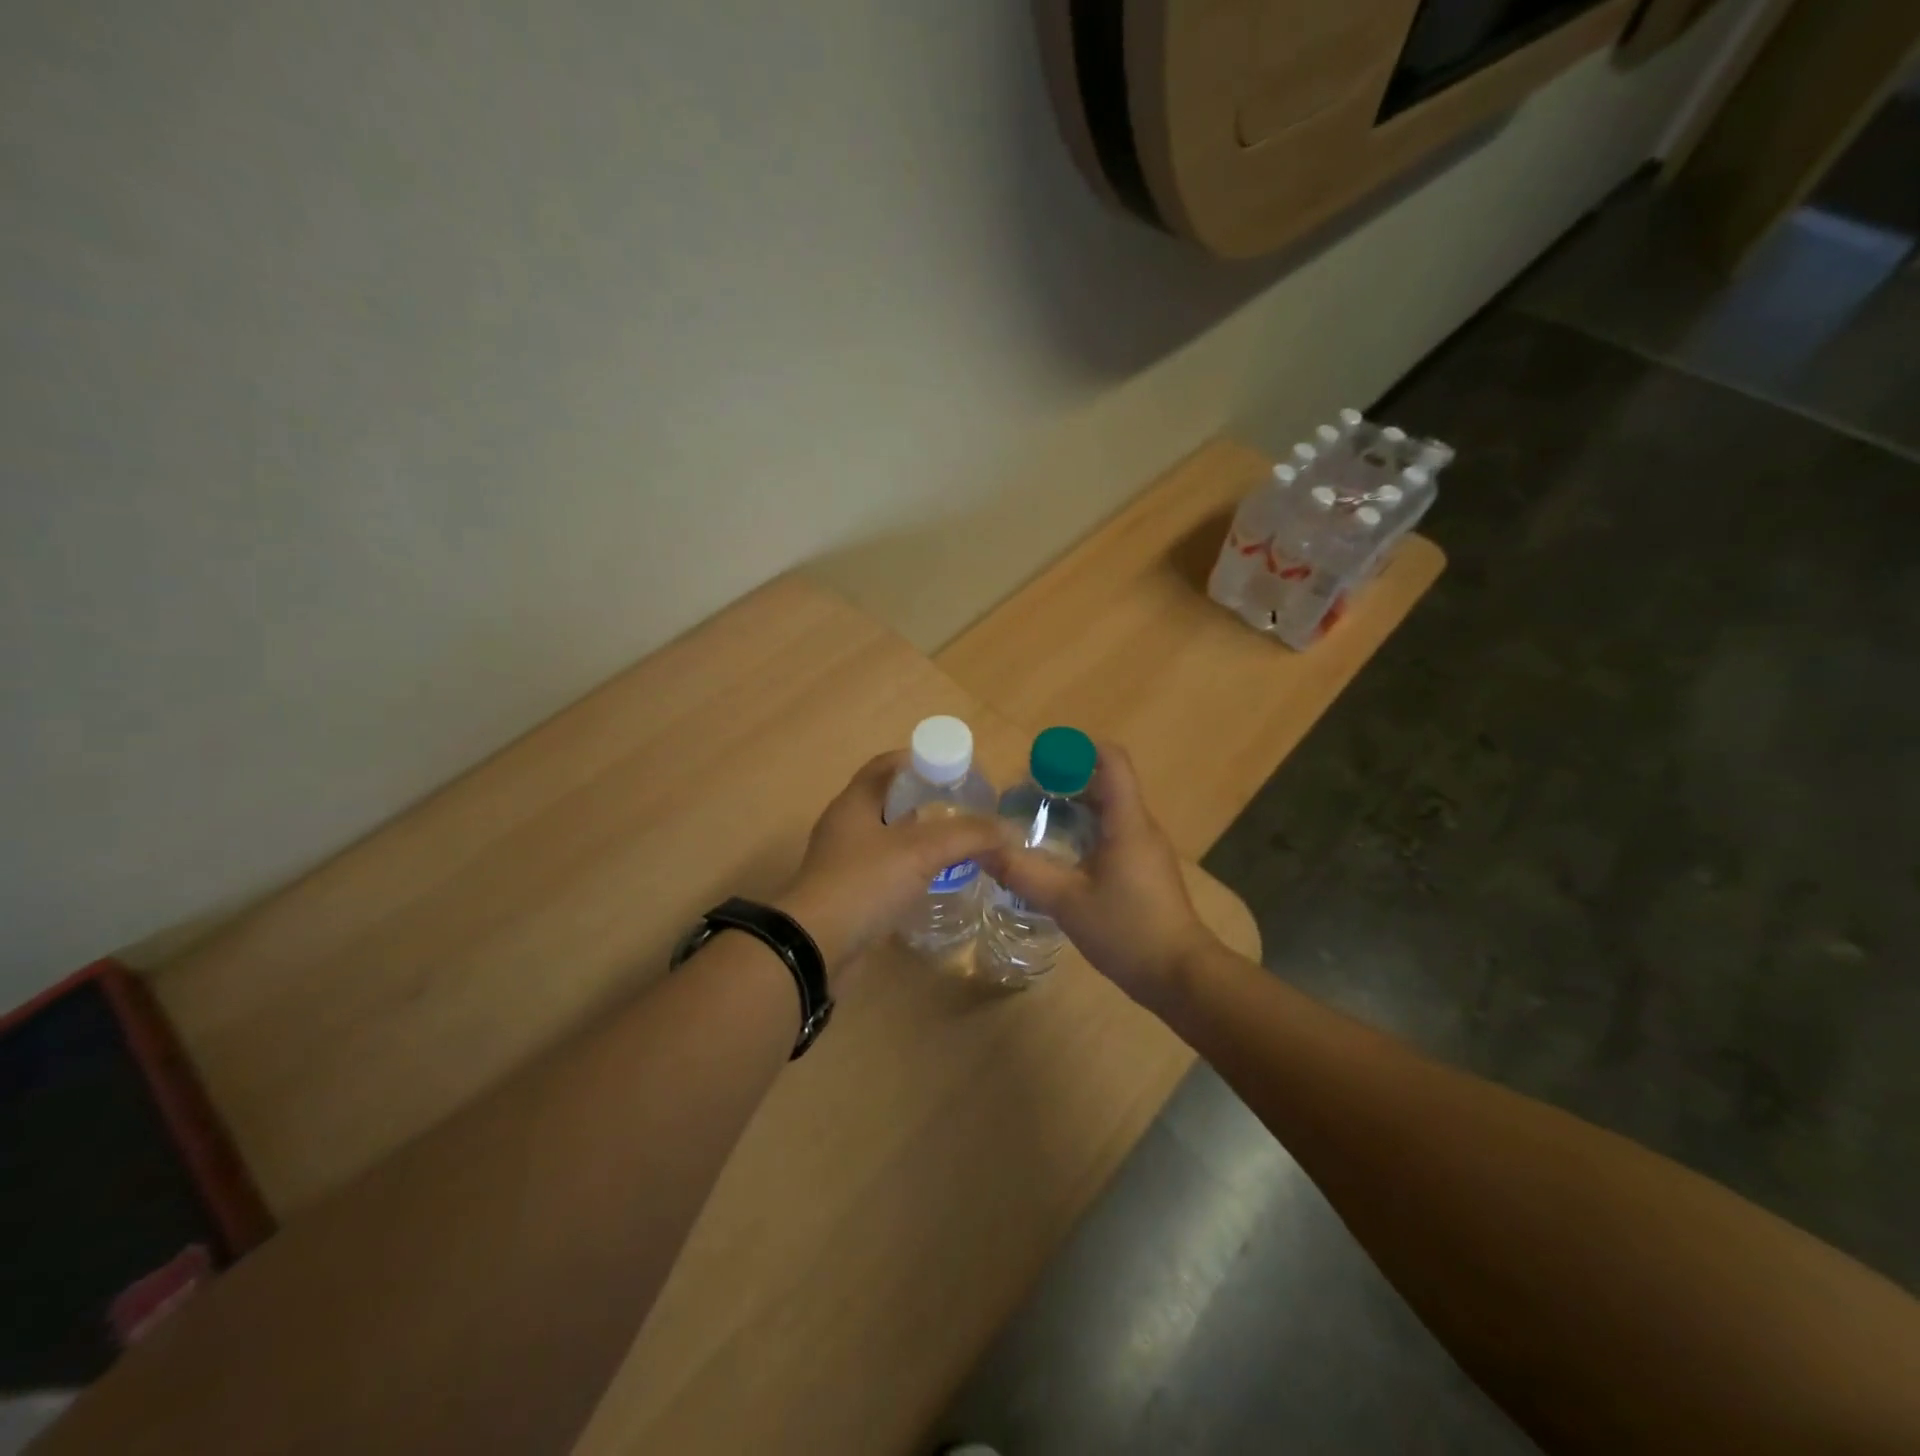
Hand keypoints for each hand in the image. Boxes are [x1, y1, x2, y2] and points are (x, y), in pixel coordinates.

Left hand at [776, 751, 1001, 975]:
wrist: (816, 947)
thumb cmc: (864, 883)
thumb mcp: (921, 851)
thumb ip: (967, 835)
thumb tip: (1008, 829)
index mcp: (854, 802)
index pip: (887, 764)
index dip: (921, 760)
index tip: (956, 771)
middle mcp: (846, 825)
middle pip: (890, 799)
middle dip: (926, 800)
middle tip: (964, 809)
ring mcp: (844, 860)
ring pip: (888, 836)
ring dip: (919, 836)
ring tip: (956, 844)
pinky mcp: (848, 892)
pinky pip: (884, 868)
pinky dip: (909, 867)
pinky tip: (934, 878)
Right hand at [980, 741, 1216, 1011]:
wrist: (1180, 976)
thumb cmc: (1127, 931)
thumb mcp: (1066, 902)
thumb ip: (1023, 873)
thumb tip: (982, 849)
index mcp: (1127, 821)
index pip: (1110, 759)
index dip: (1075, 749)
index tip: (1039, 762)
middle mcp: (1140, 826)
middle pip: (1104, 782)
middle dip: (1063, 781)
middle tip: (1023, 797)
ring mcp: (1145, 849)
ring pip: (1107, 810)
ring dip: (1071, 809)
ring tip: (1033, 824)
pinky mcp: (1144, 869)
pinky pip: (1112, 834)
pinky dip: (1083, 833)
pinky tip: (1058, 857)